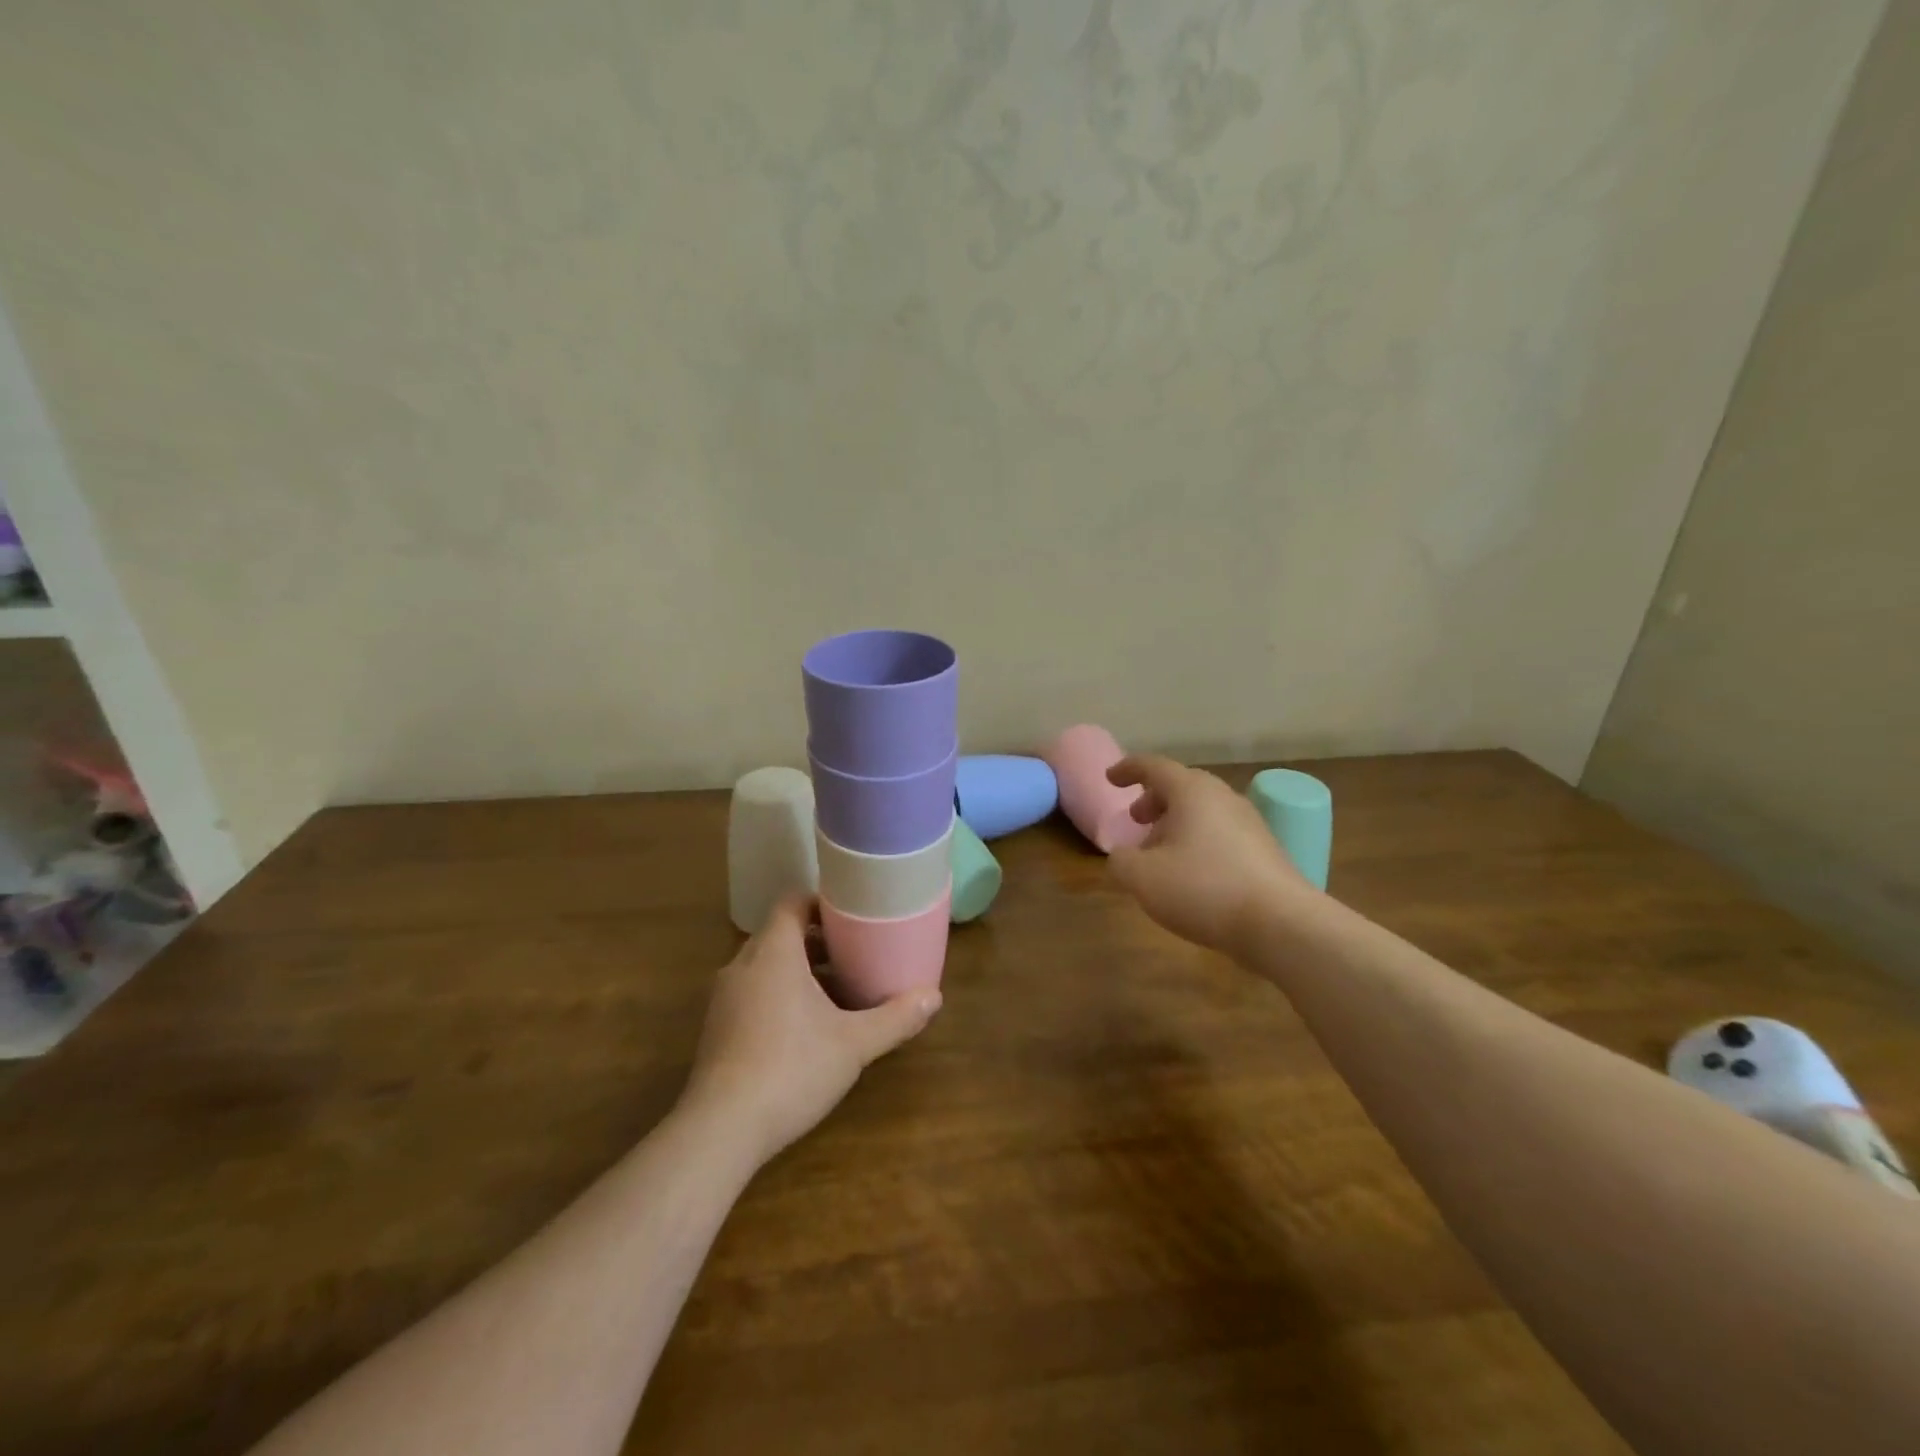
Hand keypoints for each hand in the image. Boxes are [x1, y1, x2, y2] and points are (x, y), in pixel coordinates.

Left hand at [681, 895, 940, 1164]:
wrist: (720, 1130)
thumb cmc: (791, 1069)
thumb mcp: (853, 1044)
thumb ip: (895, 1018)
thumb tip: (935, 997)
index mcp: (773, 953)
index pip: (792, 903)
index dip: (821, 902)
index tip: (852, 915)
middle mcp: (742, 965)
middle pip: (781, 934)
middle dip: (817, 941)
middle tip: (855, 952)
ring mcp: (724, 999)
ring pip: (766, 966)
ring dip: (799, 971)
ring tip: (837, 990)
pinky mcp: (716, 1029)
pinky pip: (752, 993)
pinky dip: (779, 995)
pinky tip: (806, 1029)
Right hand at [1106, 755, 1311, 956]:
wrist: (1281, 924)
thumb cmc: (1203, 889)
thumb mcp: (1142, 878)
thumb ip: (1121, 861)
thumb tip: (1122, 856)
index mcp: (1191, 792)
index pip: (1154, 767)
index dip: (1128, 769)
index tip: (1110, 779)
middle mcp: (1223, 798)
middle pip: (1182, 787)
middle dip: (1154, 800)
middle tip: (1136, 820)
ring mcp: (1250, 823)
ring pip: (1204, 812)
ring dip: (1176, 824)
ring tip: (1159, 854)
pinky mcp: (1265, 851)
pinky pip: (1222, 834)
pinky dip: (1198, 842)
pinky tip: (1191, 875)